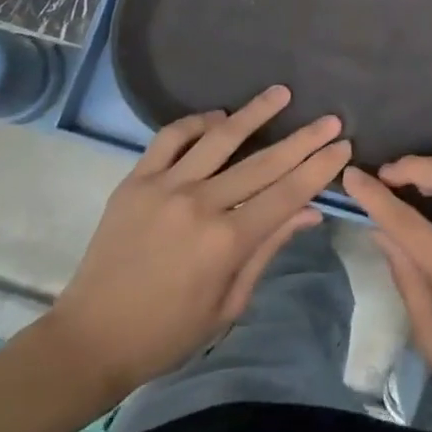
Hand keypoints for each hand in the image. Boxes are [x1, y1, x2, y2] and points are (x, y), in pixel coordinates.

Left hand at [44, 86, 350, 405]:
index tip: (342, 146)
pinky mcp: (136, 180)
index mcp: (226, 242)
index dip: (319, 169)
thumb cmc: (167, 333)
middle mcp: (200, 205)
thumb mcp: (229, 303)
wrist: (89, 339)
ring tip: (282, 92)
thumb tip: (310, 211)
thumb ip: (268, 250)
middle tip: (331, 118)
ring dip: (255, 113)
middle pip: (264, 163)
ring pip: (220, 138)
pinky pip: (171, 138)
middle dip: (304, 139)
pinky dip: (197, 123)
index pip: (287, 194)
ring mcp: (165, 187)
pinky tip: (219, 117)